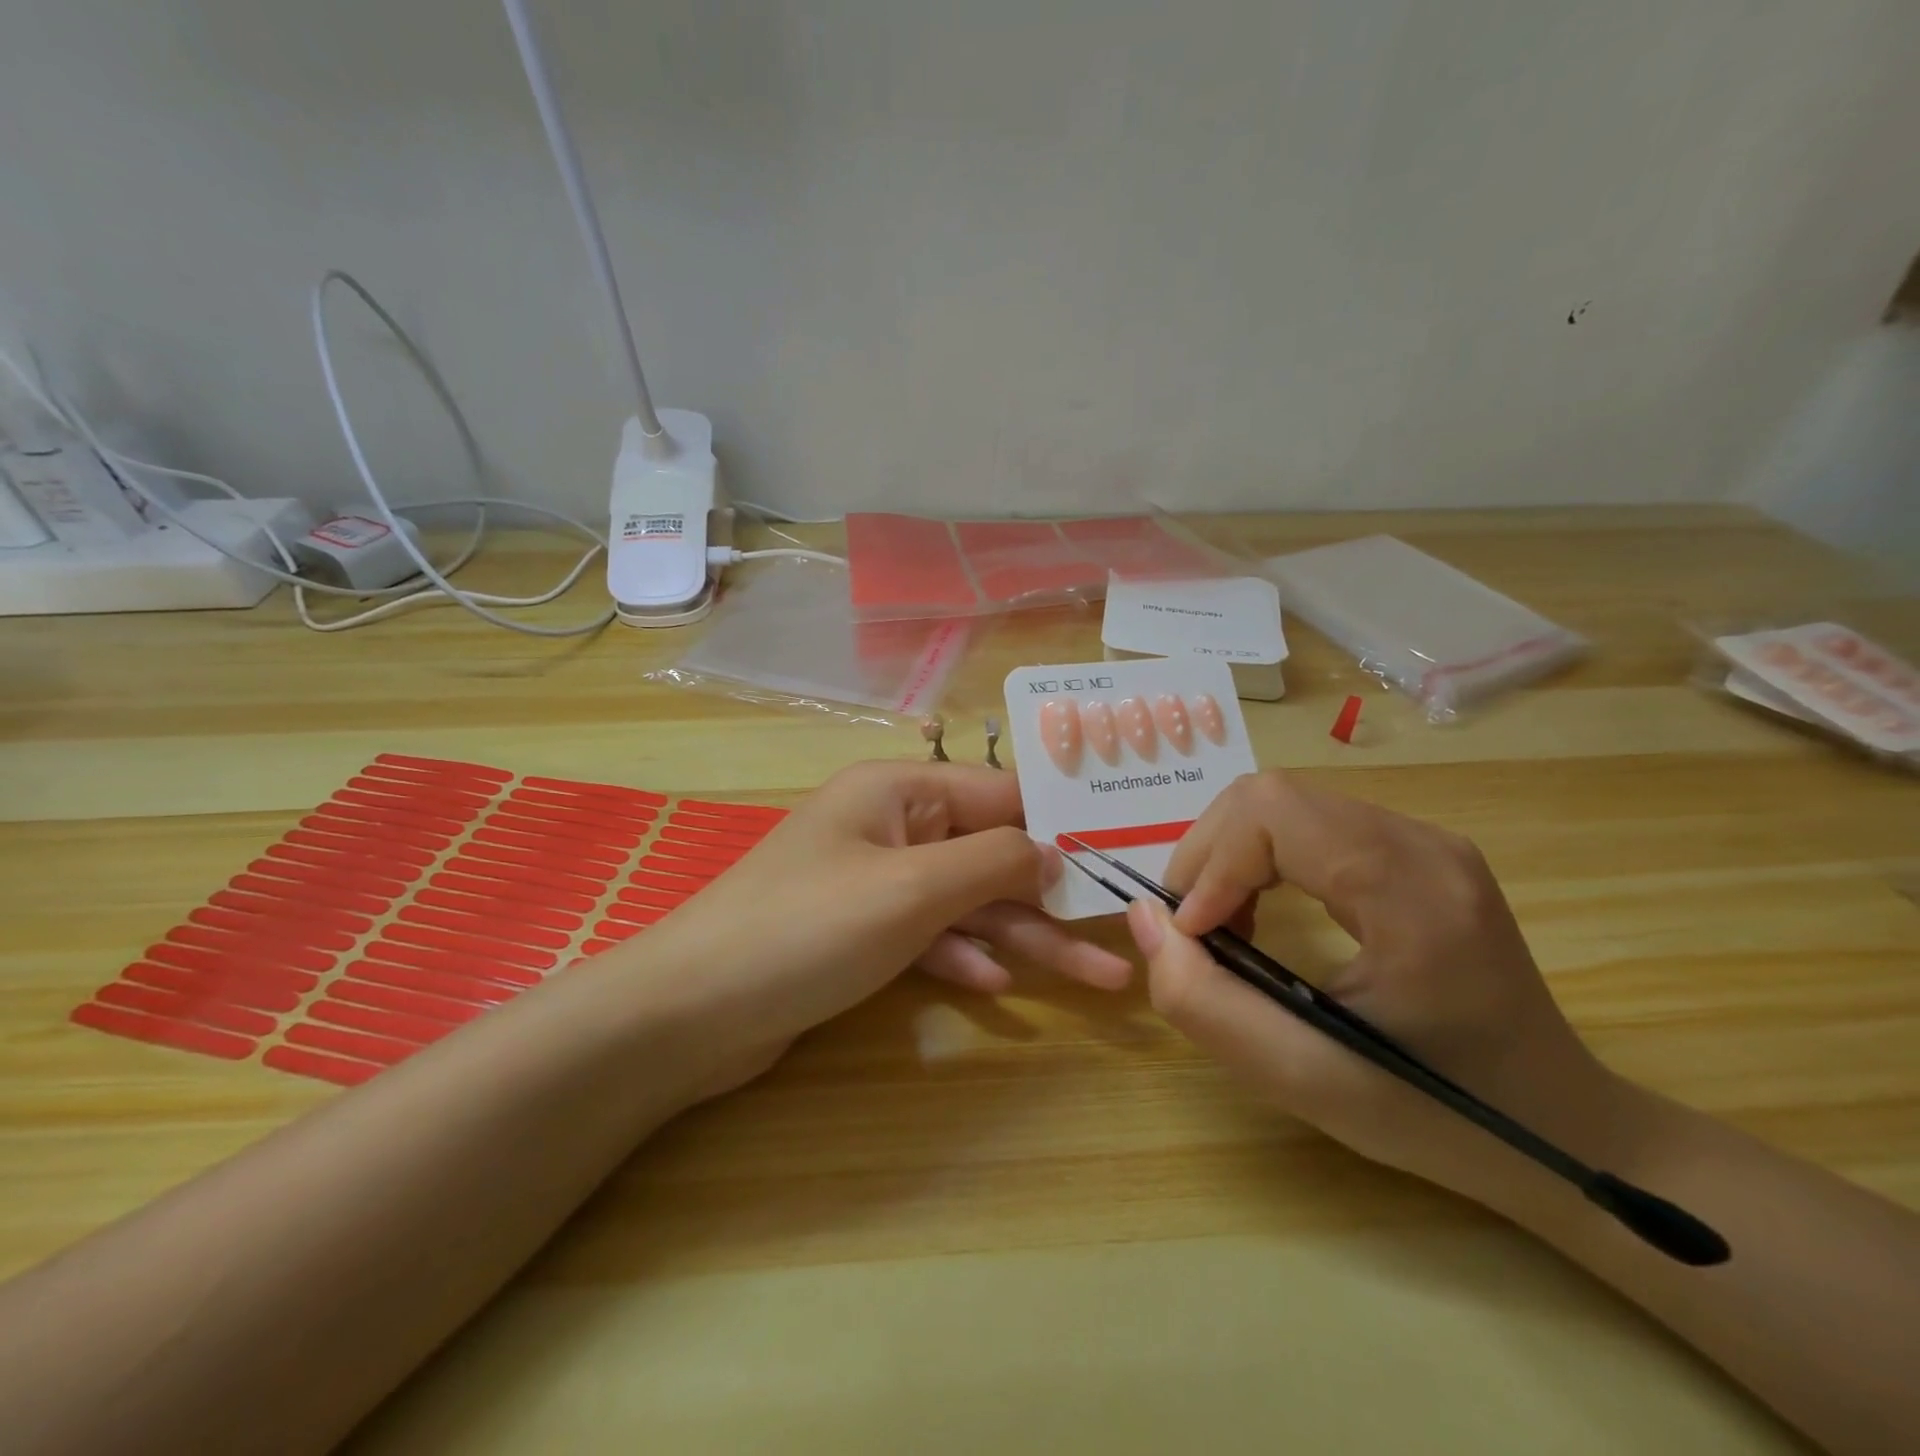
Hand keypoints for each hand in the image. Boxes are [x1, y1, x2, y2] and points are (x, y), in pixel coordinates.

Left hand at [635, 761, 1131, 1095]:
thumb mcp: (913, 888)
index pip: (999, 792)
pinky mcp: (860, 934)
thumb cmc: (808, 929)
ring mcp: (874, 882)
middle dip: (1051, 897)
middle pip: (988, 853)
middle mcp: (890, 826)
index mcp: (898, 790)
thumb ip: (992, 861)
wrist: (691, 1013)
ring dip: (1023, 937)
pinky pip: (929, 935)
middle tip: (1121, 936)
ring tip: (1097, 979)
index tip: (1119, 854)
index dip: (1058, 823)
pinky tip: (997, 986)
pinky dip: (963, 955)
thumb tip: (1051, 850)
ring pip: (966, 902)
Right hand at [1126, 770, 1622, 1201]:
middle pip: (1271, 796)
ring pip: (1284, 802)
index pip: (1273, 814)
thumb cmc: (1436, 1114)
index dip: (1210, 865)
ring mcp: (1424, 840)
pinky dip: (1261, 857)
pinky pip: (1309, 823)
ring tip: (1221, 923)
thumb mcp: (1302, 1077)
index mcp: (1411, 891)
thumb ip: (1204, 999)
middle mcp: (1422, 843)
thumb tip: (1145, 917)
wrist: (1562, 1129)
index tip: (1191, 935)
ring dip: (1230, 855)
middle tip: (1193, 927)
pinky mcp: (1415, 852)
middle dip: (1209, 854)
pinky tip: (1260, 910)